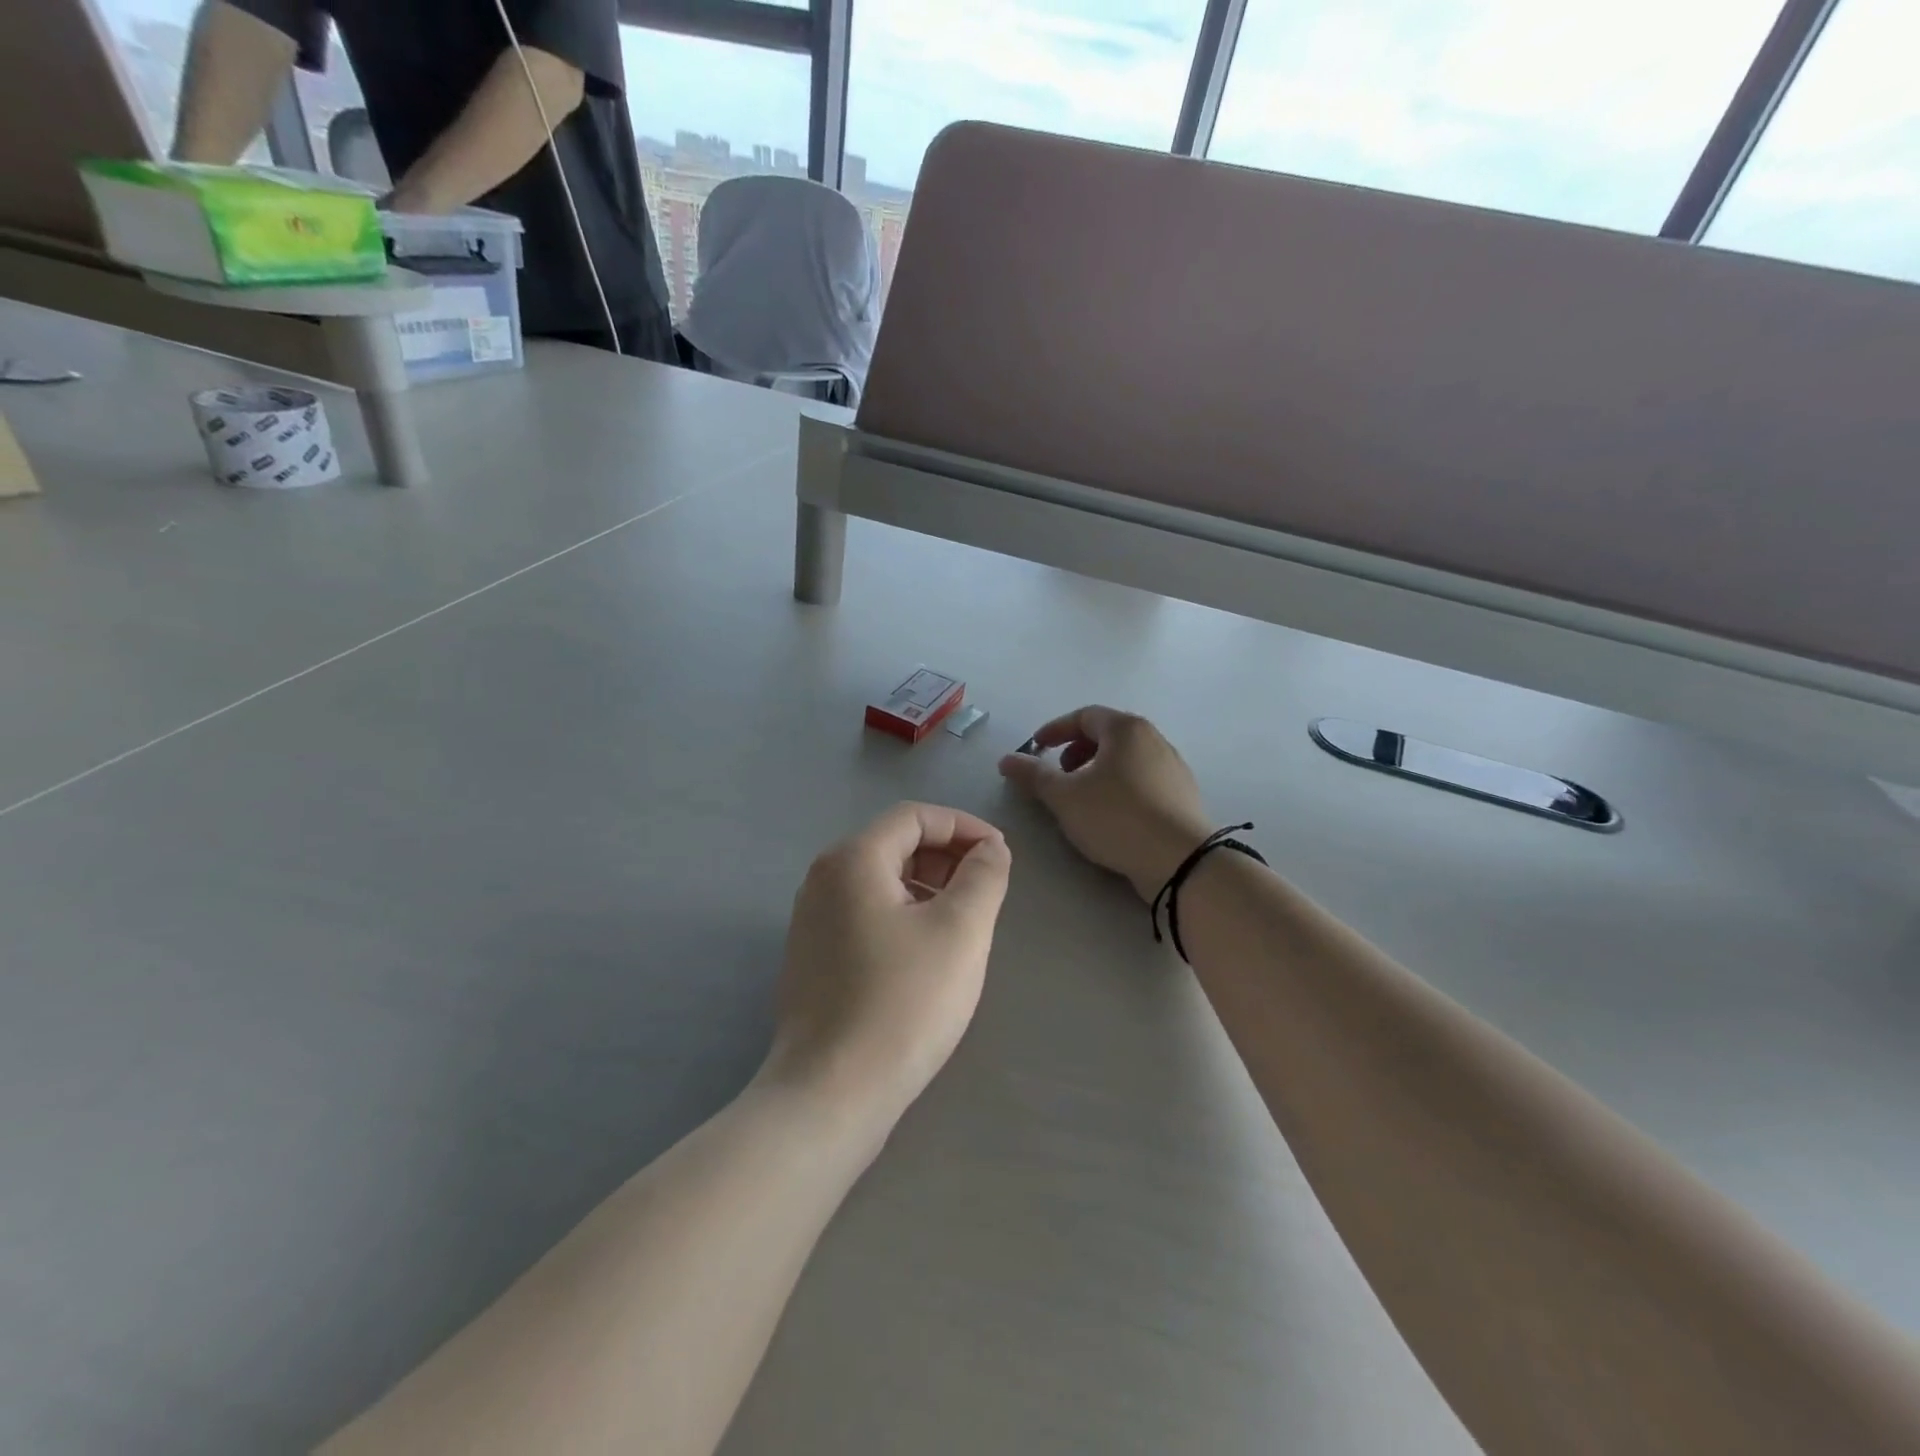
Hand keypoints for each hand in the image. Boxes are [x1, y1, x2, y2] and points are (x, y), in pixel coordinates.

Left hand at [760, 803, 1011, 1132]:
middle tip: (986, 890)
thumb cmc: (903, 1002)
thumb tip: (990, 849)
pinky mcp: (812, 956)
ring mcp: (811, 919)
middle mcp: (823, 879)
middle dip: (947, 857)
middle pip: (895, 844)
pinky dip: (903, 914)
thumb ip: (983, 876)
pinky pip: (865, 913)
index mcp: (852, 859)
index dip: (963, 827)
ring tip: (964, 923)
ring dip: (928, 887)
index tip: (1001, 856)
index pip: (915, 816)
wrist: (831, 1093)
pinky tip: (927, 953)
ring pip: (881, 881)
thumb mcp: (960, 931)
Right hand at [999, 707, 1211, 901]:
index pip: (1084, 716)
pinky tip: (1111, 815)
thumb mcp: (1065, 797)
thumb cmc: (1116, 817)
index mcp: (1126, 729)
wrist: (1181, 860)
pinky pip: (1143, 779)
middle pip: (1108, 735)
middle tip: (1060, 774)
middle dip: (1077, 750)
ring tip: (1082, 797)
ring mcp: (1173, 767)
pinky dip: (1120, 786)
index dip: (1055, 730)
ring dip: (1098, 770)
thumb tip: (1007, 760)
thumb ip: (1033, 775)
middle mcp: (1154, 739)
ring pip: (1127, 758)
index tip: (1036, 747)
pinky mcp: (1183, 795)